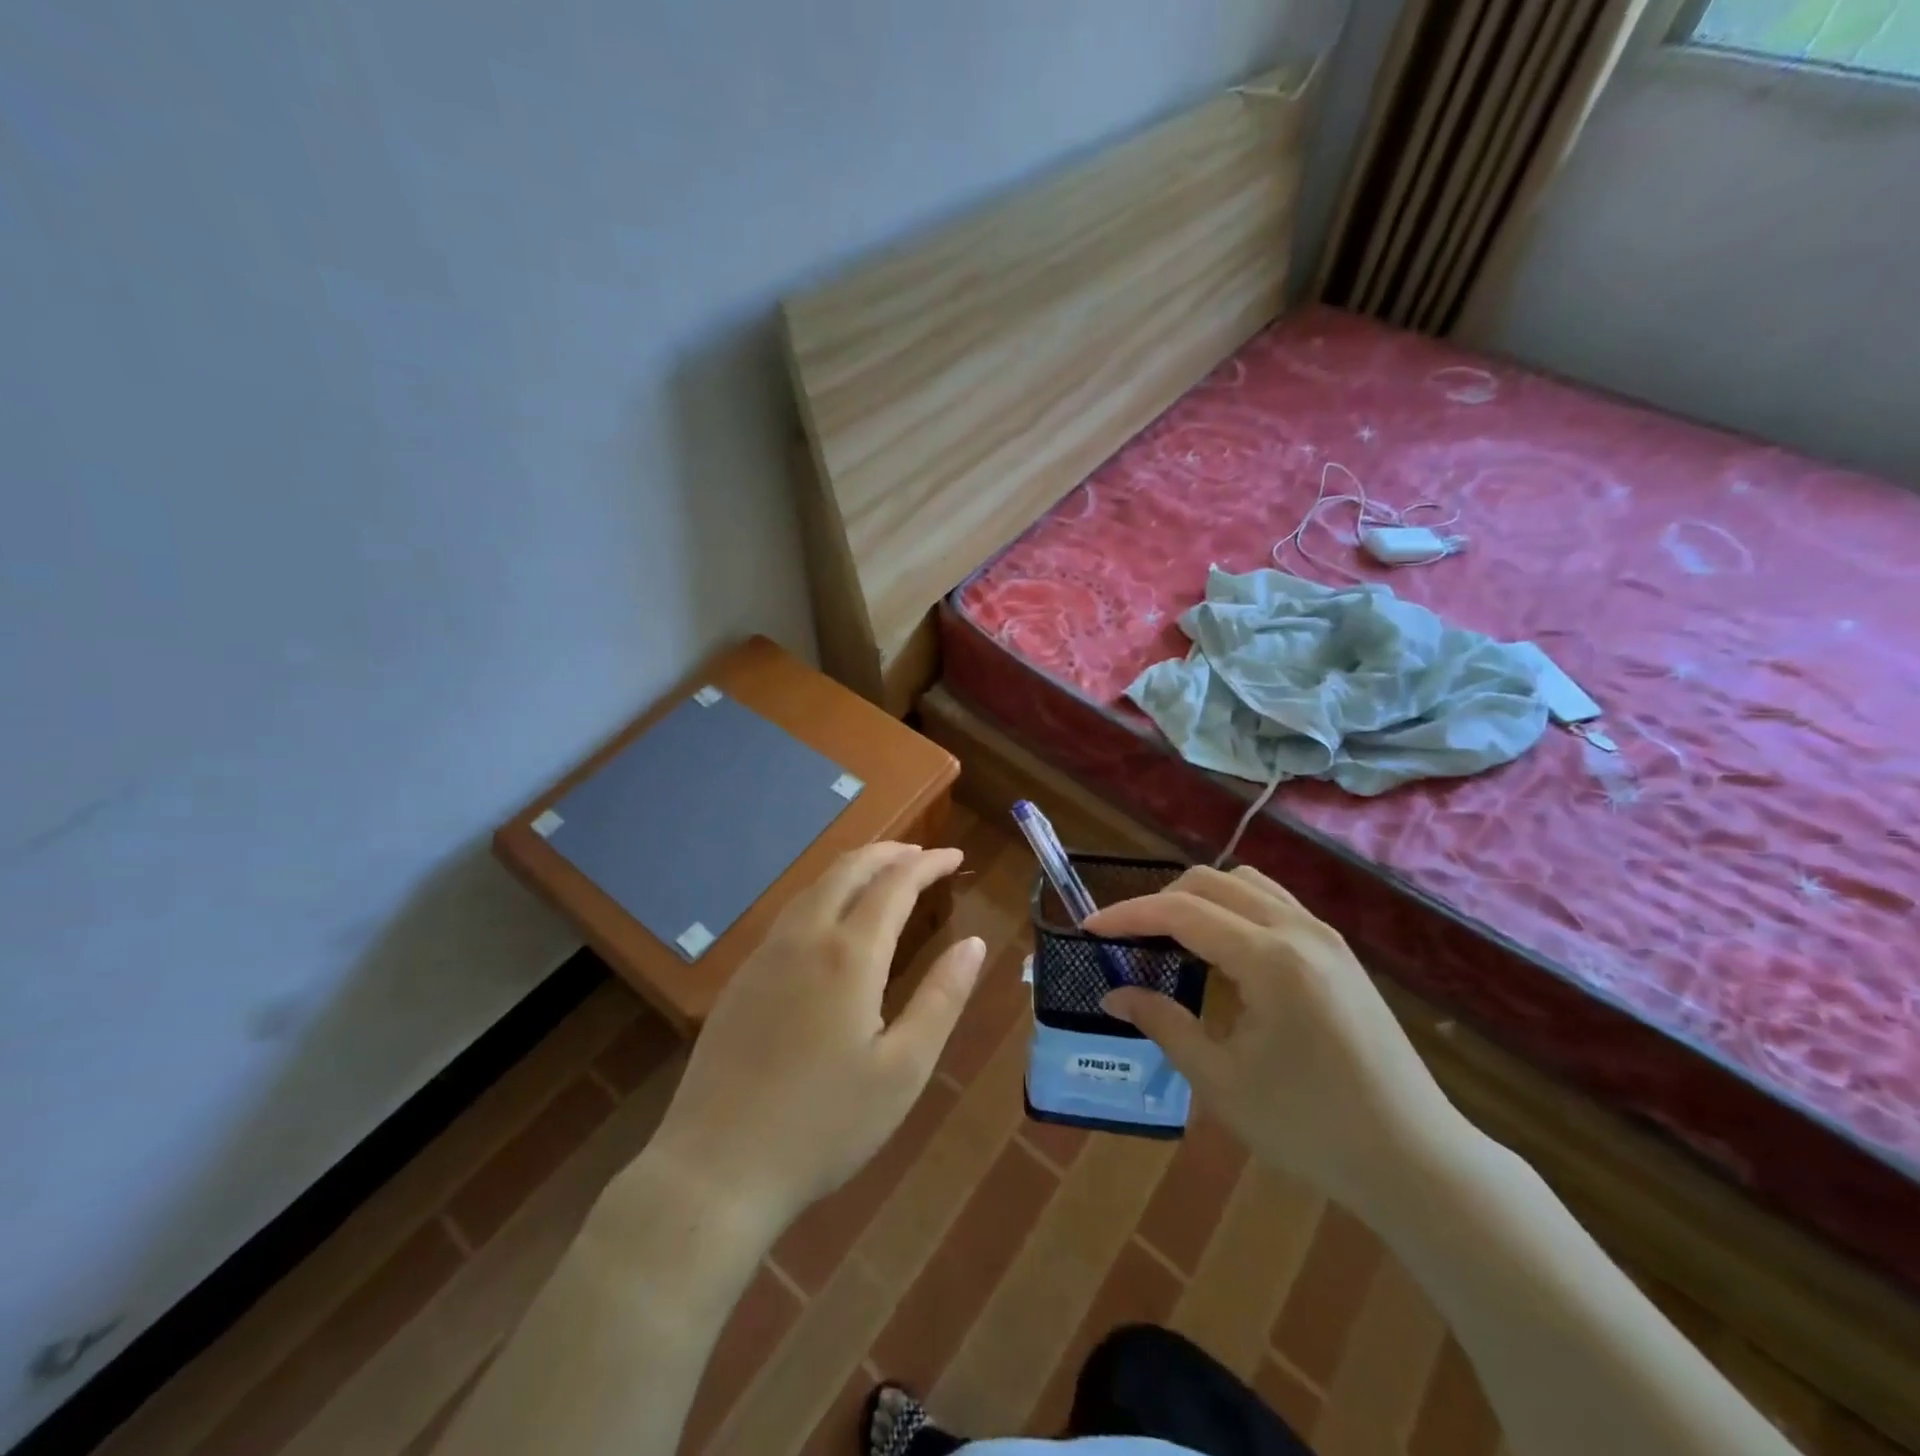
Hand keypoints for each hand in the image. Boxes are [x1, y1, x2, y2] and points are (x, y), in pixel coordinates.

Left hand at [645, 842, 984, 1228]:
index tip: (954, 855)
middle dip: (888, 853)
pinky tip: (831, 922)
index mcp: (849, 955)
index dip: (928, 863)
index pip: (895, 884)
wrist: (717, 1168)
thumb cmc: (824, 1125)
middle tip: (920, 855)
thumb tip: (974, 944)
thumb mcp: (902, 1070)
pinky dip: (823, 896)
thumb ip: (942, 999)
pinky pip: (790, 915)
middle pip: (848, 870)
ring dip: (853, 870)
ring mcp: (765, 956)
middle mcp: (804, 939)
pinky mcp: (741, 979)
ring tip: (882, 876)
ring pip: (813, 887)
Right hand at [1086, 865, 1466, 1214]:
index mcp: (1270, 959)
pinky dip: (1232, 909)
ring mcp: (1325, 936)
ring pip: (1245, 884)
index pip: (1182, 912)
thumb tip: (1114, 994)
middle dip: (1160, 900)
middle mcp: (1299, 929)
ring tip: (1171, 938)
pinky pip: (1272, 903)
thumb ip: (1164, 1024)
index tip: (1090, 927)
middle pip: (1211, 882)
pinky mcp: (1338, 952)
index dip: (1129, 914)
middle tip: (1128, 939)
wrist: (1416, 1160)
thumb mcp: (1222, 1082)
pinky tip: (1221, 951)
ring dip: (1198, 898)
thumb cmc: (1312, 1128)